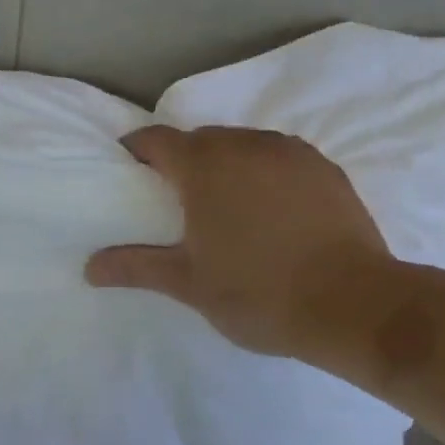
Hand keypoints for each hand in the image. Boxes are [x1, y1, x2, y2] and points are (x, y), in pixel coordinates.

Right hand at [85, 125, 397, 364]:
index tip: (128, 168)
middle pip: (201, 139)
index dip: (137, 149)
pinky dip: (264, 172)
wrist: (355, 305)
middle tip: (174, 196)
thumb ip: (136, 267)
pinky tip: (270, 208)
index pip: (157, 140)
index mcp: (205, 167)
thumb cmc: (258, 292)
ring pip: (242, 145)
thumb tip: (89, 268)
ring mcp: (290, 153)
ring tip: (224, 203)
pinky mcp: (325, 168)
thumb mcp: (188, 283)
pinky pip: (279, 157)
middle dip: (182, 159)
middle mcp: (246, 145)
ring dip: (225, 163)